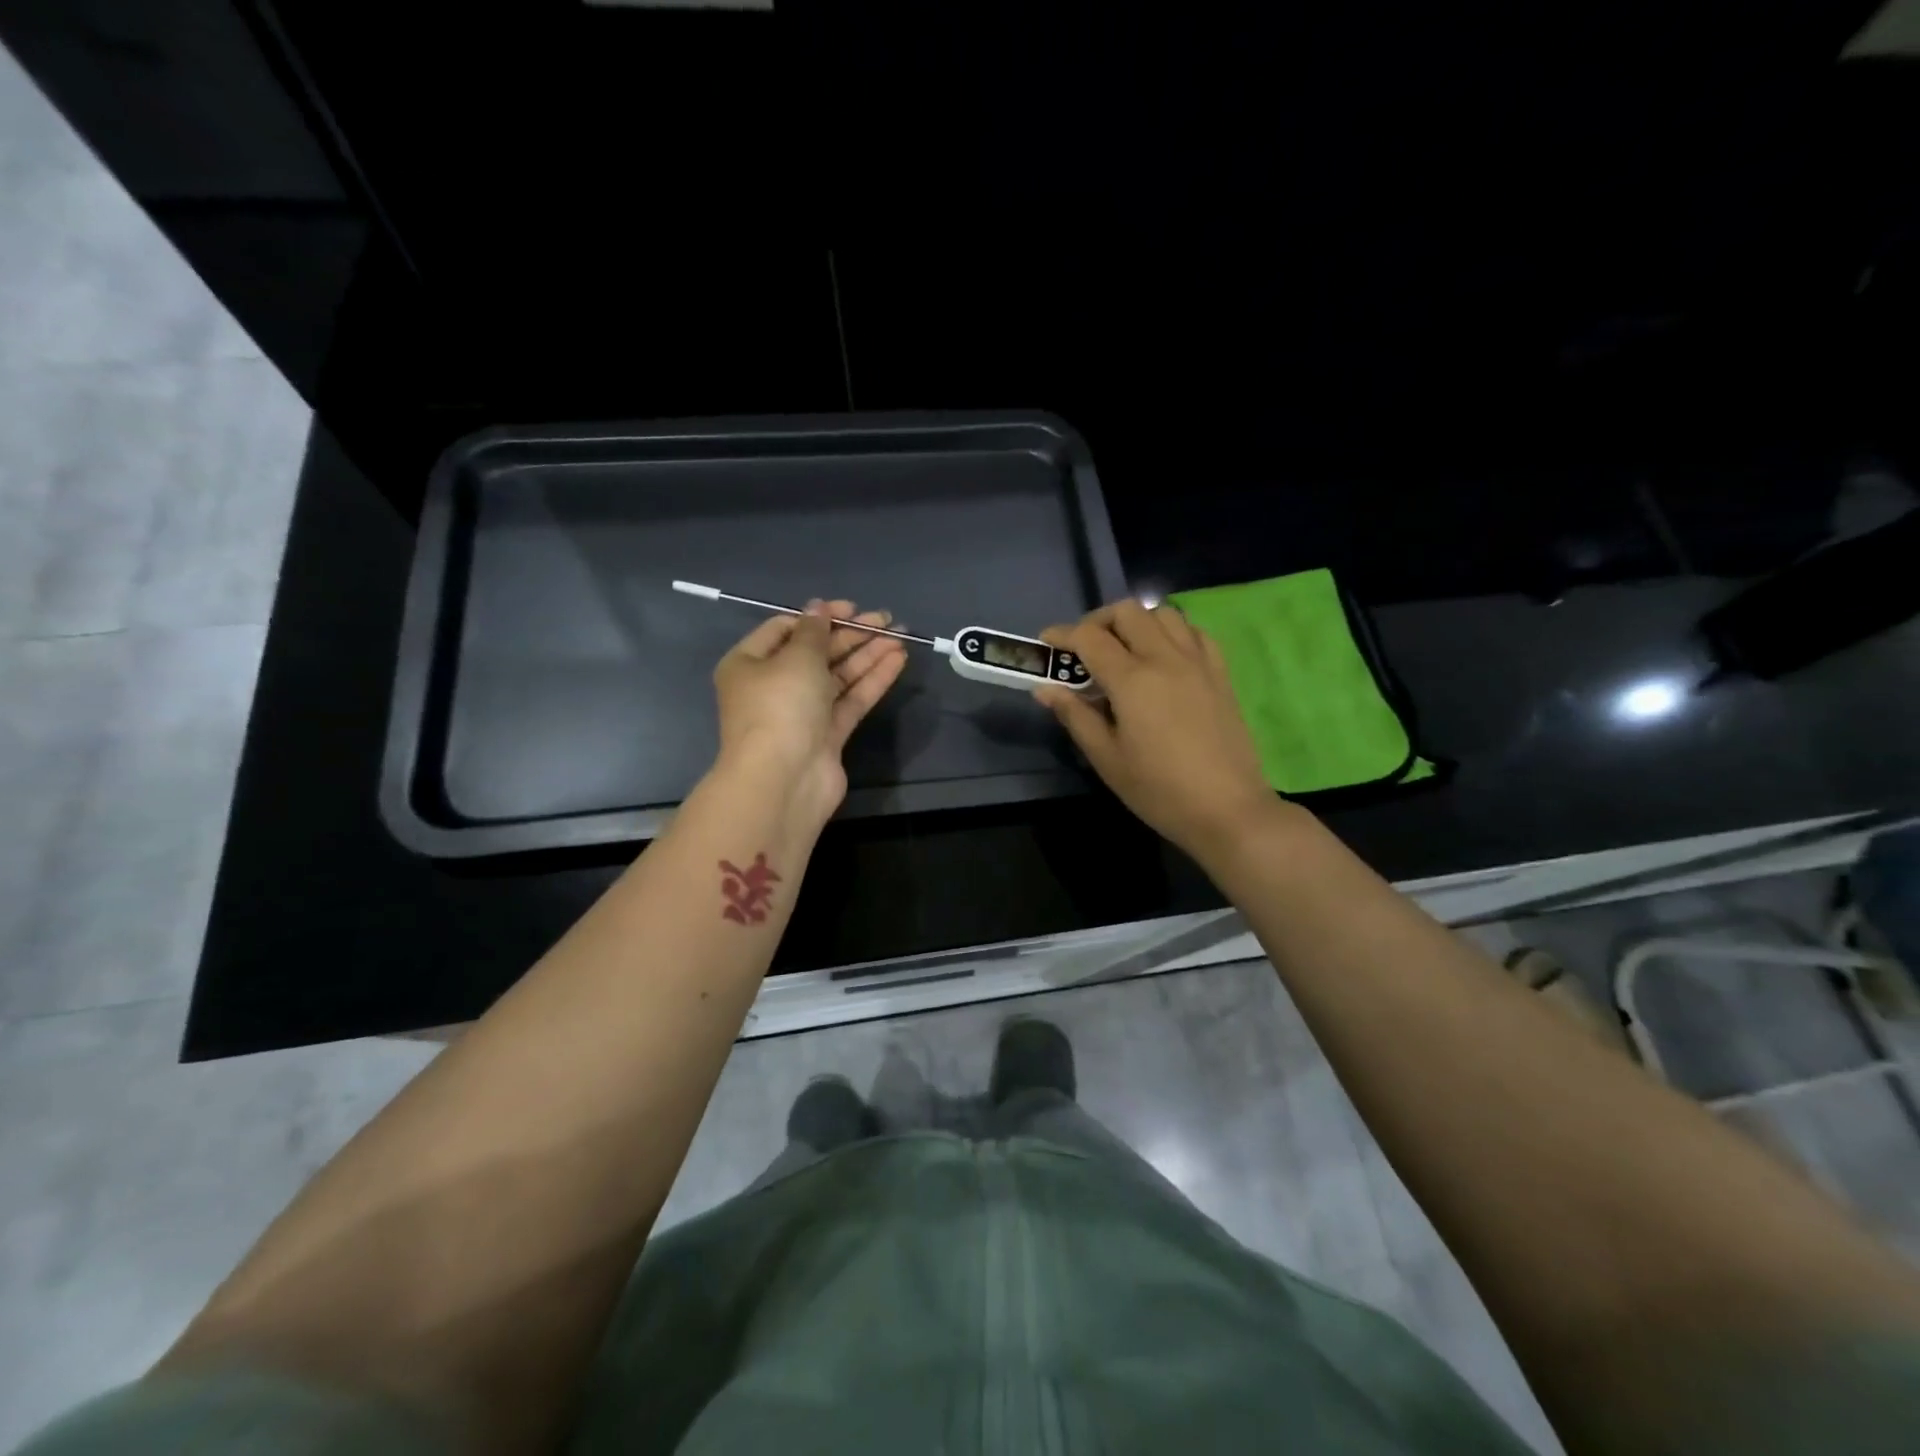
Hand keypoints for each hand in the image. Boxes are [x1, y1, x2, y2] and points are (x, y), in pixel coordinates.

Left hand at [712, 599, 907, 825]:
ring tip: (901, 635)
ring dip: (868, 655)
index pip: (784, 630)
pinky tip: (897, 660)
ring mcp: (802, 713)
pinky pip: (851, 700)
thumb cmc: (780, 706)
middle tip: (885, 619)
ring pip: (838, 676)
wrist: (784, 780)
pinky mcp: (827, 735)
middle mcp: (773, 687)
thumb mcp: (797, 658)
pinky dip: (872, 680)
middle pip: (816, 652)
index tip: (851, 609)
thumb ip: (814, 631)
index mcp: (750, 664)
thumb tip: (818, 607)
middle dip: (851, 635)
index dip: (819, 616)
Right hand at [1035, 599, 1280, 860]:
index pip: (1090, 637)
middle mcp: (1165, 658)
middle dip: (1098, 622)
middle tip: (1084, 650)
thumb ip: (1075, 716)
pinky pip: (1194, 632)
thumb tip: (1045, 688)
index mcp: (1132, 680)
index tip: (1047, 644)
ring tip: (1124, 651)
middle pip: (1127, 612)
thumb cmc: (1159, 790)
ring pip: (1163, 614)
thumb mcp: (1107, 758)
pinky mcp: (1220, 673)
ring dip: (1136, 623)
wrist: (1227, 809)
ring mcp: (1198, 662)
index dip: (1062, 635)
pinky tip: (1163, 658)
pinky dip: (1171, 632)